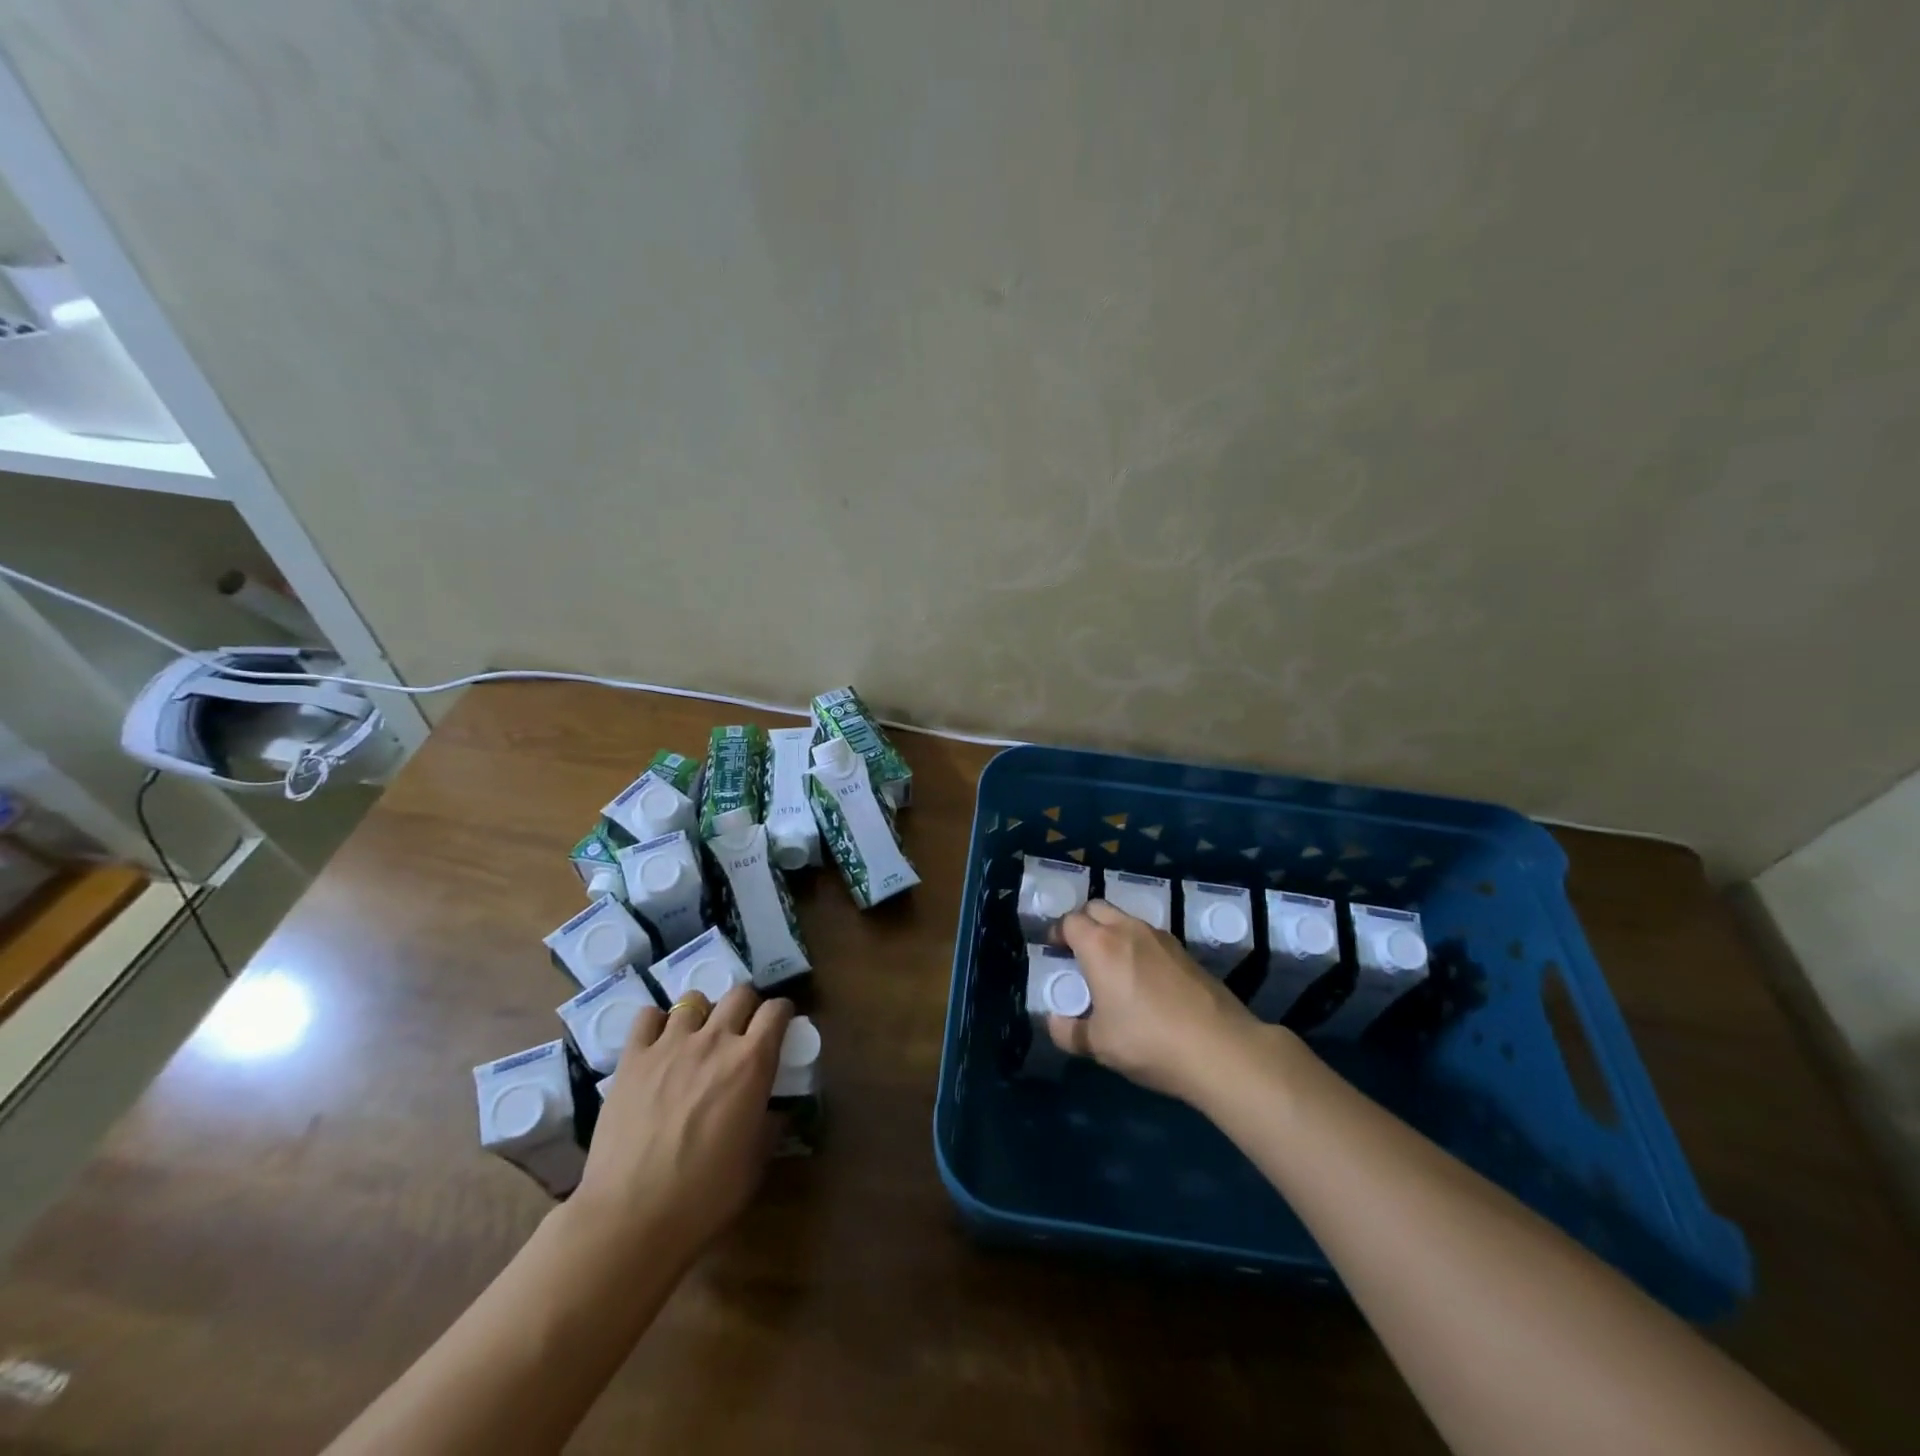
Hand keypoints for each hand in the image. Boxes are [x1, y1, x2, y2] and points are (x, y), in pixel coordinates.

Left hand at [569, 984, 793, 1267]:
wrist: (631, 1216)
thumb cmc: (705, 1195)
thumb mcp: (755, 1161)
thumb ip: (769, 1123)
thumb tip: (774, 1109)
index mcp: (752, 1062)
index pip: (776, 1010)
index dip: (782, 1013)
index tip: (780, 1025)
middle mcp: (715, 1040)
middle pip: (739, 993)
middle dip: (746, 1006)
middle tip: (742, 1030)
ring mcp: (670, 1044)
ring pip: (693, 999)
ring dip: (703, 1013)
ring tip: (697, 1037)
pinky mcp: (633, 1058)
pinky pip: (647, 1017)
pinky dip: (656, 1023)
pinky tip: (658, 1043)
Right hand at [1053, 899, 1261, 1102]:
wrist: (1220, 1048)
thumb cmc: (1148, 1042)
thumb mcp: (1099, 1045)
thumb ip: (1069, 1031)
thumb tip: (1055, 1021)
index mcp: (1100, 945)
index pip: (1069, 921)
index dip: (1057, 934)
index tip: (1055, 953)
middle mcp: (1128, 930)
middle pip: (1097, 908)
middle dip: (1083, 924)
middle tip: (1079, 954)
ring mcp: (1160, 937)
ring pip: (1126, 919)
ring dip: (1112, 933)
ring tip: (1112, 967)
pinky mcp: (1185, 950)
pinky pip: (1149, 937)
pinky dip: (1138, 947)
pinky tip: (1144, 980)